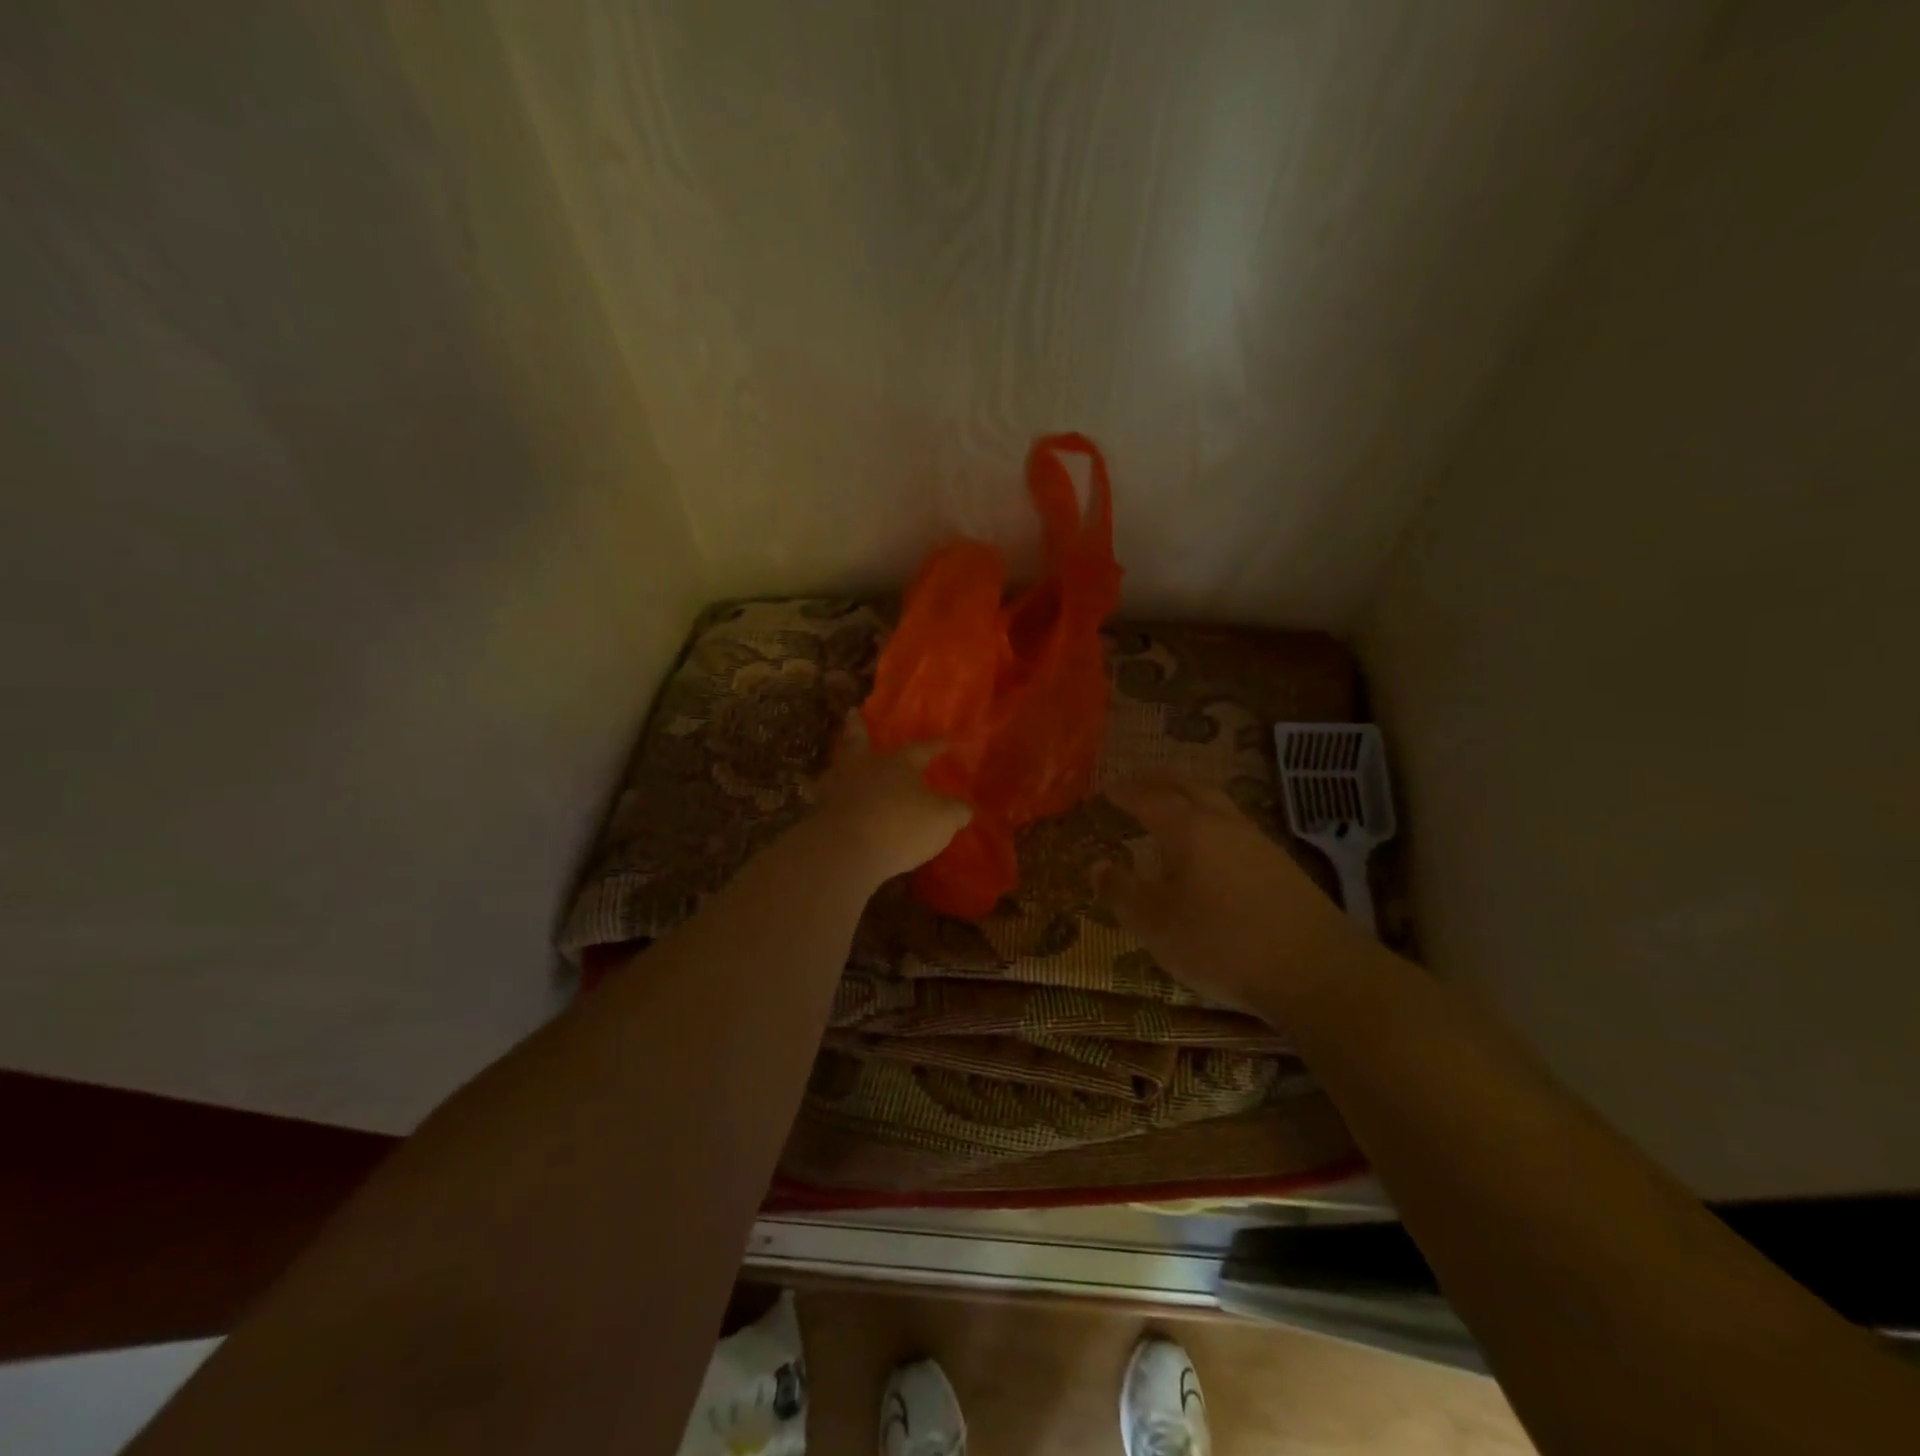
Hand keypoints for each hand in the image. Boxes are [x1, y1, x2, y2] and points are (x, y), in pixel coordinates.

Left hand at [810, 711, 971, 885]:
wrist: (846, 848)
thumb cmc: (901, 826)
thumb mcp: (941, 820)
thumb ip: (954, 812)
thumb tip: (964, 809)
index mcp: (898, 765)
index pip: (921, 750)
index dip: (935, 746)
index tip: (946, 740)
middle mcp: (865, 768)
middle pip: (860, 742)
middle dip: (858, 728)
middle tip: (851, 713)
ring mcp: (837, 788)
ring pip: (838, 768)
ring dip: (840, 764)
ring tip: (839, 764)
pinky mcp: (818, 813)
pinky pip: (825, 799)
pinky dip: (828, 799)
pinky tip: (830, 803)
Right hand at [1097, 775, 1358, 1012]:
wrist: (1316, 971)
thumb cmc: (1221, 943)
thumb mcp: (1155, 926)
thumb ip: (1122, 893)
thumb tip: (1097, 866)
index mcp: (1188, 830)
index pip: (1149, 798)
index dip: (1126, 792)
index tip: (1106, 789)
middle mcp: (1224, 824)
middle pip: (1190, 787)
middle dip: (1161, 781)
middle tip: (1140, 781)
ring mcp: (1258, 843)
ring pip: (1218, 804)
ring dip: (1191, 798)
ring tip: (1174, 810)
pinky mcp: (1282, 866)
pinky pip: (1236, 828)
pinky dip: (1212, 823)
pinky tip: (1212, 849)